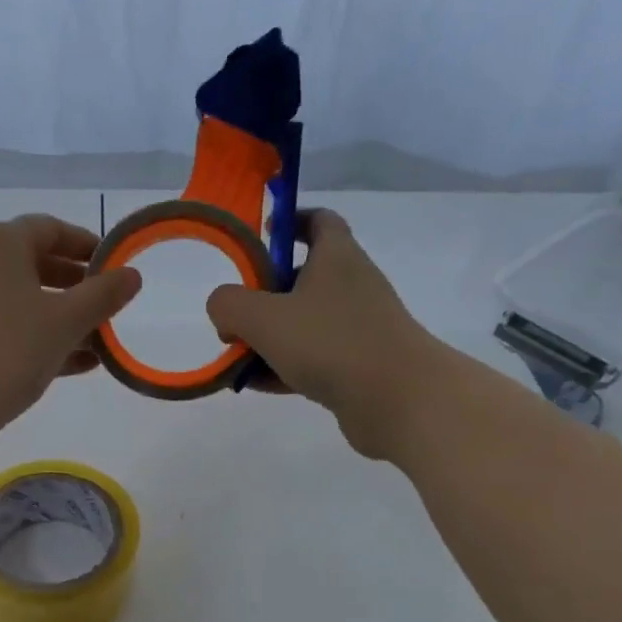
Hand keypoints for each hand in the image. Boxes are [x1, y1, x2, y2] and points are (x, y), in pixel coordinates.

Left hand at [0, 215, 141, 446]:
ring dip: (63, 317)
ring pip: (24, 299)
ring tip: (99, 343)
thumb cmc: (7, 350)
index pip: (51, 228)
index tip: (117, 268)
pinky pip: (8, 325)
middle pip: (36, 263)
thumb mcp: (65, 321)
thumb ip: (103, 295)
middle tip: (110, 308)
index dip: (88, 245)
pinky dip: (40, 337)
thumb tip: (132, 275)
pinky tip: (76, 364)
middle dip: (77, 286)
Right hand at [207, 209, 435, 458]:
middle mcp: (351, 286)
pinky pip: (313, 359)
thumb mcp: (263, 318)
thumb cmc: (331, 342)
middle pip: (303, 277)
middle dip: (264, 294)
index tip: (262, 235)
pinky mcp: (359, 366)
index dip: (290, 222)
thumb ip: (229, 304)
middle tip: (234, 314)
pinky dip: (284, 367)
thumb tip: (223, 308)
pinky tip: (255, 384)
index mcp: (337, 258)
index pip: (318, 221)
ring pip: (305, 324)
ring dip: (269, 337)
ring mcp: (358, 328)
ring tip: (235, 358)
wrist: (399, 399)